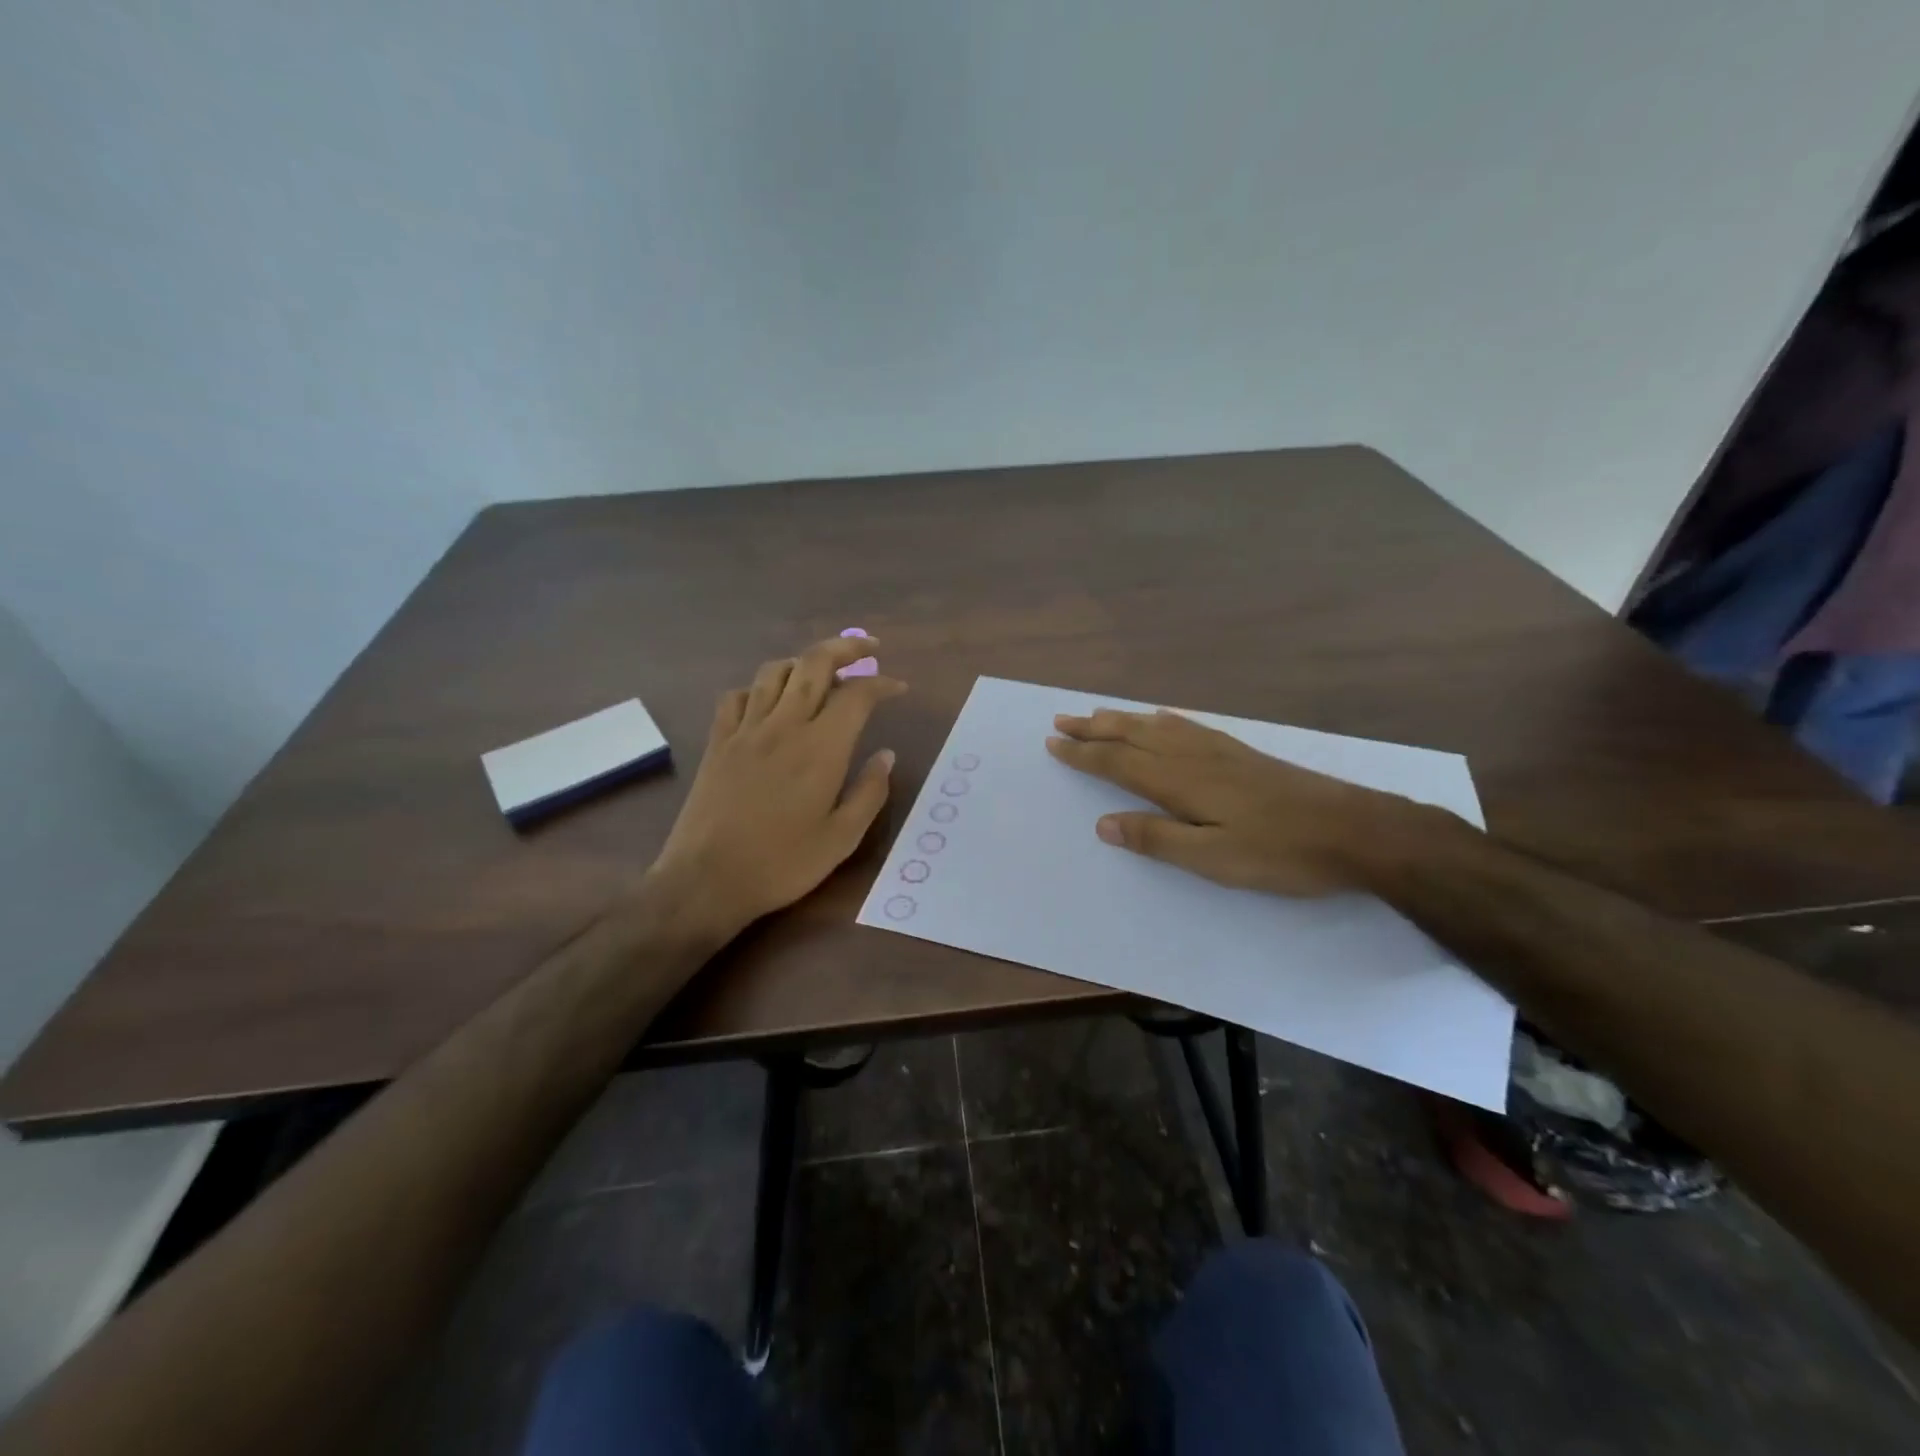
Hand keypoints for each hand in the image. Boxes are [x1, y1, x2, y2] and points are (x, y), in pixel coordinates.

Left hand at [649, 636, 906, 940]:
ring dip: (803, 662)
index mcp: (821, 748)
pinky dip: (759, 687)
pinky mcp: (718, 742)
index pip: (857, 695)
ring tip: (821, 670)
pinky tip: (768, 701)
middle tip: (868, 649)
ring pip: (775, 672)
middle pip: (815, 664)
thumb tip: (886, 755)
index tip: (899, 688)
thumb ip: (870, 792)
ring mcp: (746, 730)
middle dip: (846, 647)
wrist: (706, 880)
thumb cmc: (782, 864)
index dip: (882, 684)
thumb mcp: (842, 838)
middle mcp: (784, 725)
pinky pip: (737, 696)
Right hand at [1045, 708, 1434, 896]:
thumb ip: (1156, 839)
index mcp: (1179, 781)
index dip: (1083, 753)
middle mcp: (1193, 756)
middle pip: (1132, 735)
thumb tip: (1103, 823)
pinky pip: (1187, 725)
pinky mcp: (1241, 753)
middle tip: (1061, 719)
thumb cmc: (1280, 852)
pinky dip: (1162, 719)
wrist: (1355, 830)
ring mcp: (1219, 750)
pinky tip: (1161, 717)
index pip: (1117, 761)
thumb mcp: (1213, 858)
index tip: (1053, 743)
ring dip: (1122, 719)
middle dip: (1094, 729)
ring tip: (1097, 714)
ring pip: (1157, 726)